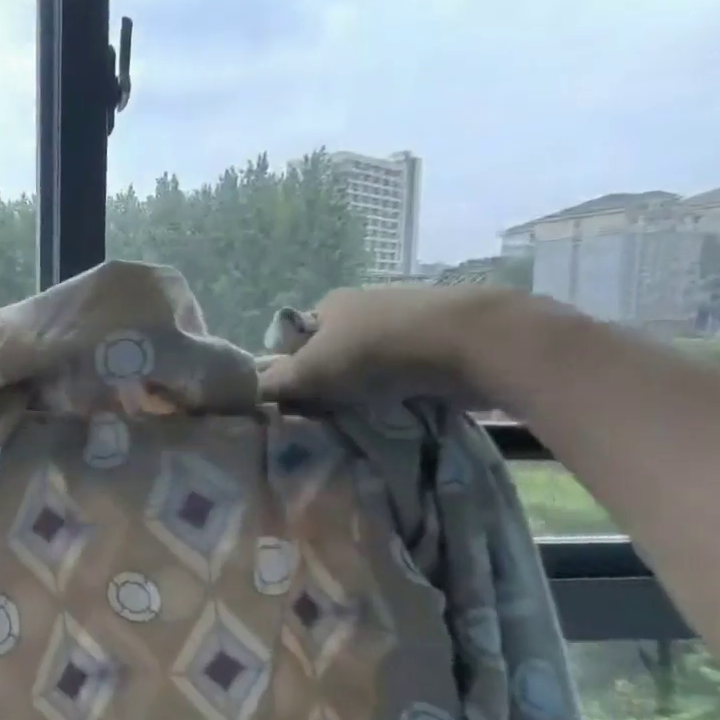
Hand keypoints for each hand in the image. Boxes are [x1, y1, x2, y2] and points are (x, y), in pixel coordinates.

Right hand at [257, 285, 527, 409]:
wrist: (473, 342)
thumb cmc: (378, 351)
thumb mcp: (312, 371)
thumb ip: (275, 383)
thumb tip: (246, 393)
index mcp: (329, 304)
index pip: (294, 340)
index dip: (290, 370)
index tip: (297, 400)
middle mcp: (364, 304)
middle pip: (332, 351)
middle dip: (329, 381)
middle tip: (328, 414)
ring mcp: (405, 319)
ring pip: (370, 361)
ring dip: (365, 387)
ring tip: (366, 415)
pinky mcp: (440, 339)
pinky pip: (405, 368)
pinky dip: (400, 387)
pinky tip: (401, 406)